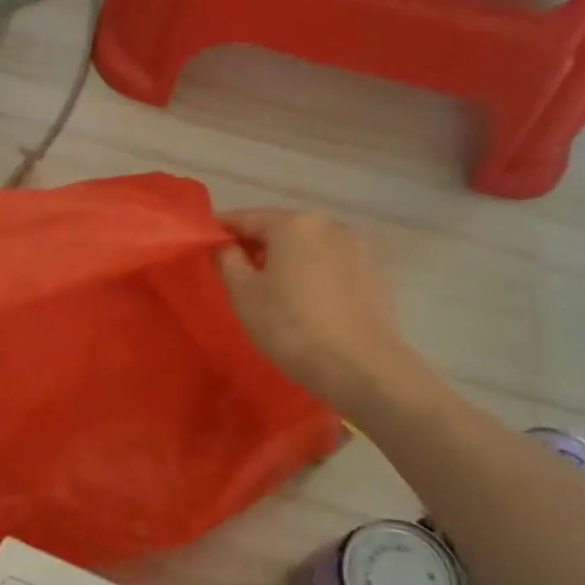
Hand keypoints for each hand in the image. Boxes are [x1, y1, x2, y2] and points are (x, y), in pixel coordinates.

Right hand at [217, 208, 415, 405]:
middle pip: (283, 229)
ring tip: (274, 289)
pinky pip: (333, 265)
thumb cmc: (291, 327)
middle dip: (259, 246)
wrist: (360, 366)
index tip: (207, 243)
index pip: (248, 218)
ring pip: (310, 247)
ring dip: (289, 260)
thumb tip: (227, 247)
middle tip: (238, 271)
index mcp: (294, 223)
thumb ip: (228, 261)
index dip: (224, 230)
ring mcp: (359, 247)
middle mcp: (330, 224)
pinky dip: (315, 274)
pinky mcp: (376, 272)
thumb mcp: (243, 294)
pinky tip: (307, 300)